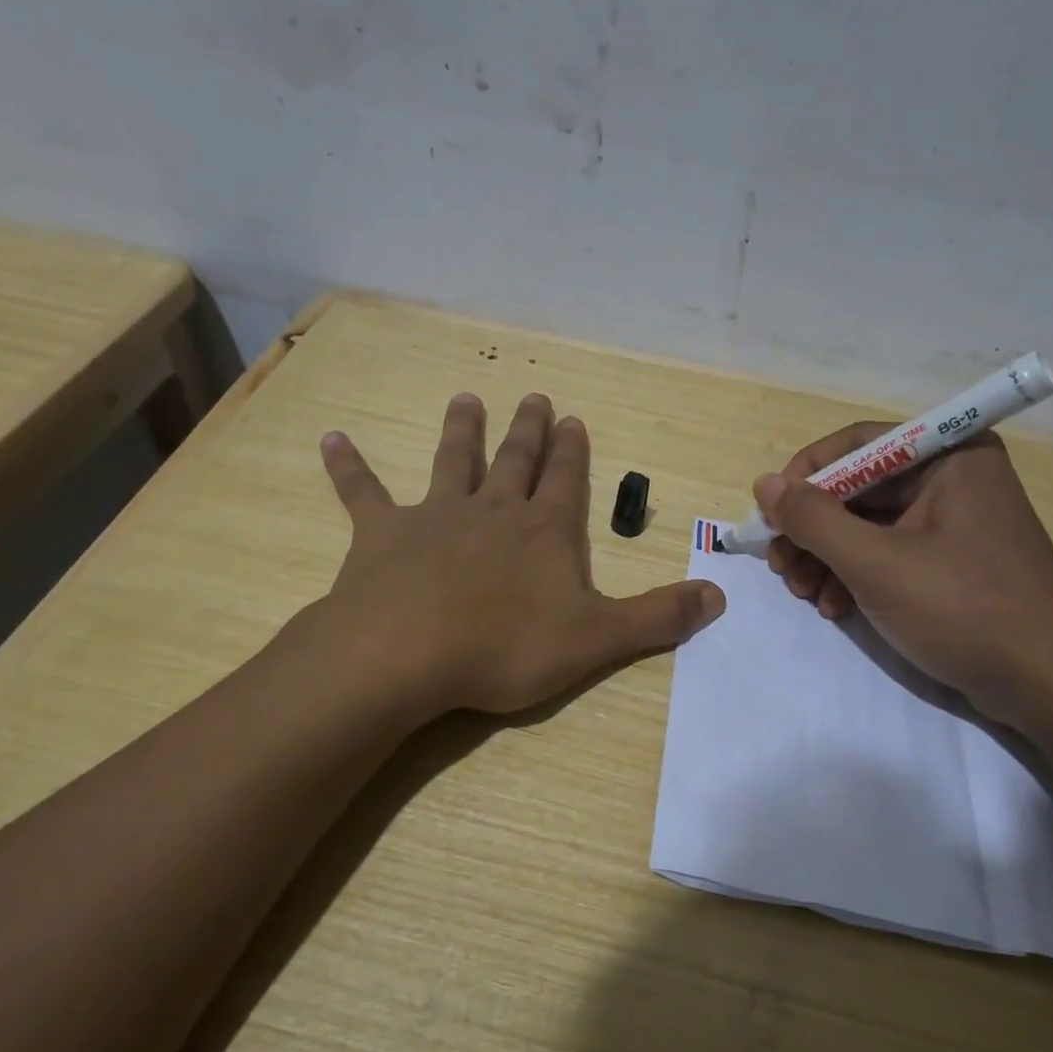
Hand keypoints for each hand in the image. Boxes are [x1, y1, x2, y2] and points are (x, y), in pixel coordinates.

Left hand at [316, 392, 724, 716]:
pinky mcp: (382, 535)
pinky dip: (348, 467)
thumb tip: (720, 597)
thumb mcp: (598, 639)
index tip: (576, 420)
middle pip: (515, 461)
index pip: (566, 482)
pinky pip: (362, 493)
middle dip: (529, 431)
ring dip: (460, 432)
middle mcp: (493, 511)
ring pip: (452, 463)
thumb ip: (658, 617)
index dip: (574, 454)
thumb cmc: (507, 646)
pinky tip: (332, 439)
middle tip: (535, 397)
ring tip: (466, 398)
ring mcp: (436, 517)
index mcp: (544, 532)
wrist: (408, 653)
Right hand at [754, 429, 1052, 734]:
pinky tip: (834, 607)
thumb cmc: (964, 610)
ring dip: (826, 557)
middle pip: (858, 488)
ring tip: (803, 594)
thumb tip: (764, 484)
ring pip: (867, 524)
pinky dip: (854, 576)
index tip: (770, 515)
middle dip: (812, 529)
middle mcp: (953, 478)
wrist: (1048, 687)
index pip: (858, 444)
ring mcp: (954, 522)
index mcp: (949, 457)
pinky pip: (888, 552)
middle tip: (780, 566)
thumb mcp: (876, 563)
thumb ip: (813, 520)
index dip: (806, 475)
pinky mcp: (952, 561)